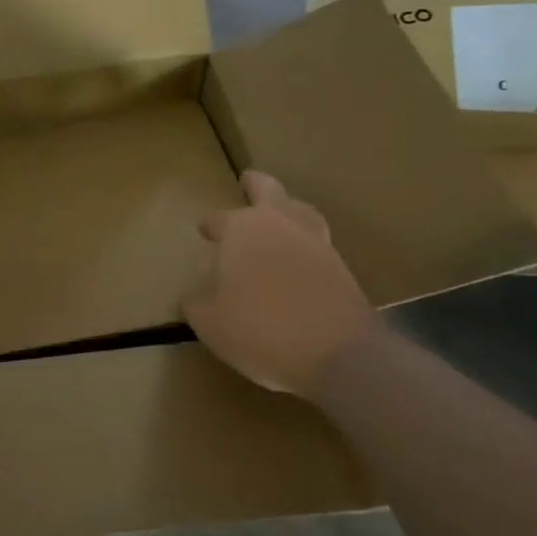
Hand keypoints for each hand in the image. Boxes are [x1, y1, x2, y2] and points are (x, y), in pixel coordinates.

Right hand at [183, 171, 377, 395]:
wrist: (339, 355)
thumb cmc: (261, 330)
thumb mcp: (210, 323)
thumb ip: (197, 303)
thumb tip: (194, 296)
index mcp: (242, 230)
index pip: (219, 219)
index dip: (209, 225)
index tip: (203, 231)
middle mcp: (280, 226)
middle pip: (269, 191)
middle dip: (256, 184)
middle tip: (248, 180)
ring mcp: (316, 244)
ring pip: (301, 210)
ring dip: (288, 207)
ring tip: (280, 213)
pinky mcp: (342, 268)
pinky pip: (318, 241)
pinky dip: (305, 241)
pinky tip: (298, 256)